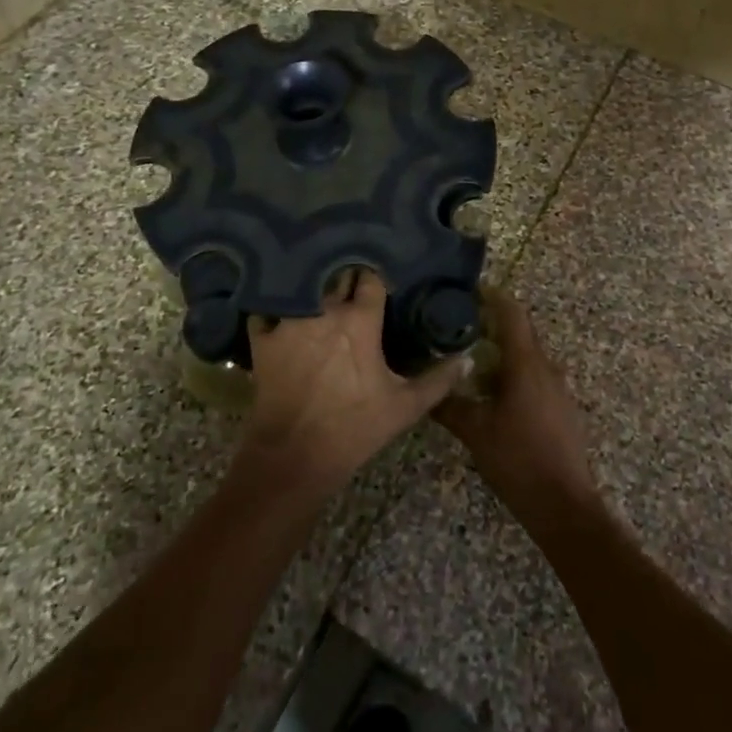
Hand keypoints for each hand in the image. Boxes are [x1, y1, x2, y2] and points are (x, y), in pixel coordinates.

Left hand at [241, 269, 469, 498]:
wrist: (294, 456)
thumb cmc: (355, 427)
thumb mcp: (405, 406)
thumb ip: (439, 379)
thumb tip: (468, 358)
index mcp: (361, 319)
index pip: (371, 279)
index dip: (375, 278)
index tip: (380, 281)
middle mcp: (325, 309)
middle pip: (337, 276)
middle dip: (345, 277)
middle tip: (352, 284)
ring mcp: (290, 320)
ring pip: (302, 286)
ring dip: (312, 287)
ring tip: (317, 288)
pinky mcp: (264, 337)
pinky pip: (266, 310)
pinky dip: (273, 308)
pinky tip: (279, 312)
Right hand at [435, 289, 601, 520]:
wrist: (564, 506)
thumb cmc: (518, 460)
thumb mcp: (475, 432)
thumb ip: (448, 405)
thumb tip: (425, 386)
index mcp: (526, 364)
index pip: (512, 313)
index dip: (492, 296)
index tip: (468, 291)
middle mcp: (546, 367)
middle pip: (521, 332)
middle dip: (492, 324)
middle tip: (459, 325)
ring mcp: (558, 388)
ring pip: (527, 357)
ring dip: (502, 353)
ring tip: (470, 360)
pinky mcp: (561, 408)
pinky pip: (535, 377)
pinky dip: (513, 374)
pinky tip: (492, 393)